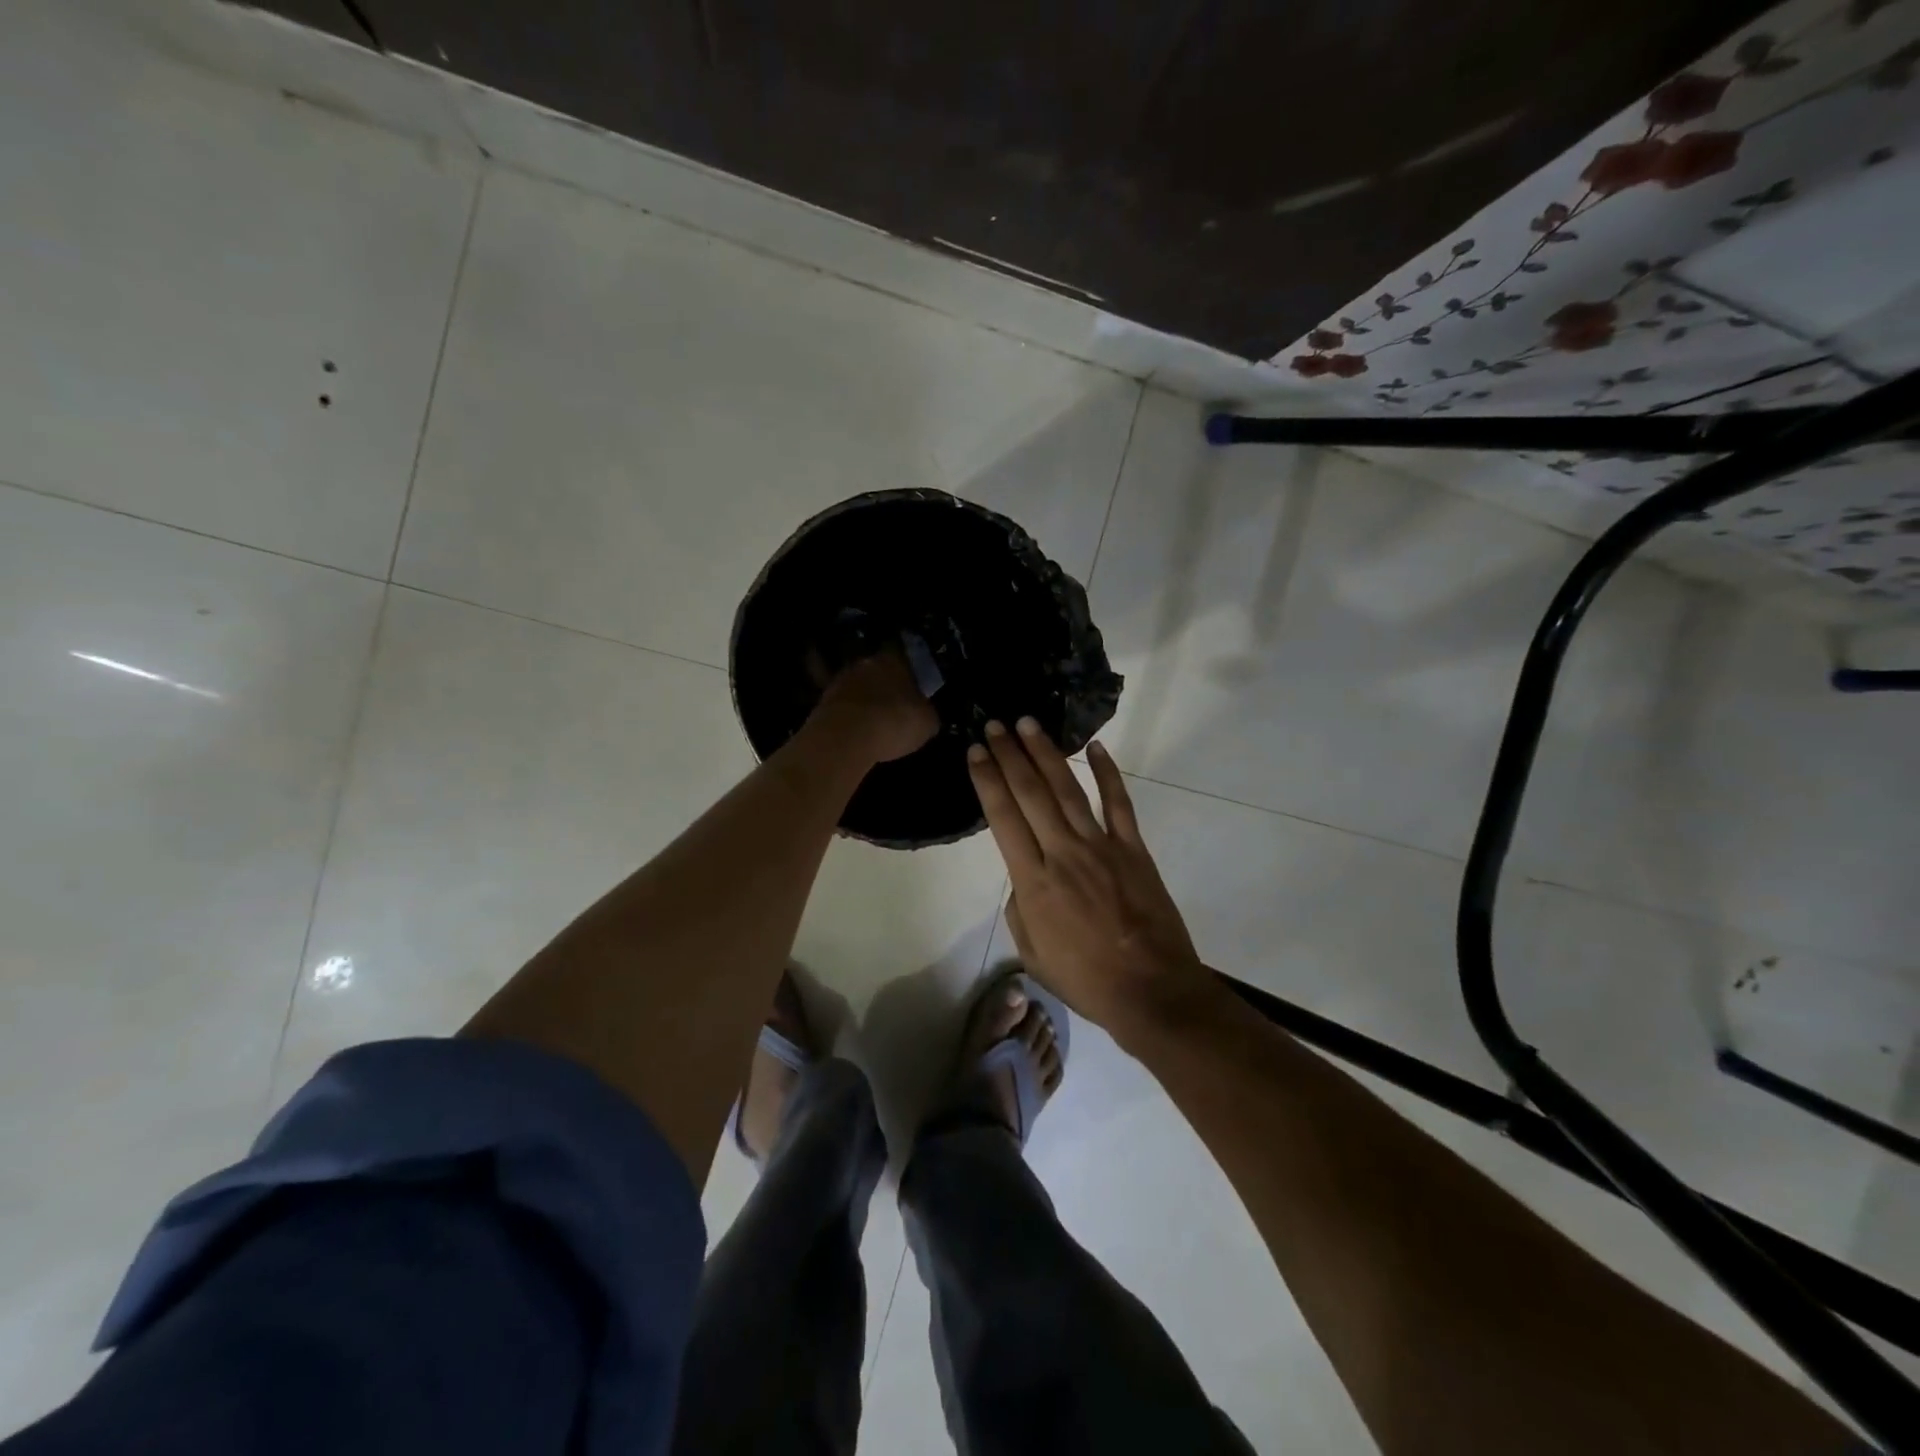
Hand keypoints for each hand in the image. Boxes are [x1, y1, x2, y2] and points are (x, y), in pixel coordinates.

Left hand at [812, 649, 939, 763]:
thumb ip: (927, 713)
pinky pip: (843, 709)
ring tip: (874, 725)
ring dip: (865, 703)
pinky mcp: (821, 703)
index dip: (910, 677)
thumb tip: (925, 714)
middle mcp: (864, 663)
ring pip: (858, 689)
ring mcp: (839, 681)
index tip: (914, 693)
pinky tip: (857, 735)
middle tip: (894, 709)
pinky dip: (850, 719)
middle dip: (885, 688)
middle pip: (877, 673)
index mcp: (893, 659)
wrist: (845, 738)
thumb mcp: (928, 723)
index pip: (904, 659)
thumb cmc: (894, 722)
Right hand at [968, 718, 1216, 1041]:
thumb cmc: (1087, 980)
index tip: (976, 751)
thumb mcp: (1033, 954)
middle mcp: (1063, 854)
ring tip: (1029, 724)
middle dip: (1010, 755)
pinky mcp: (1134, 849)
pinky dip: (1108, 773)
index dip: (987, 780)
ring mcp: (1102, 847)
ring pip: (1068, 790)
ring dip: (1046, 754)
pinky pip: (1119, 803)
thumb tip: (1022, 881)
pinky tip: (1095, 747)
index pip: (1003, 818)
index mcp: (1034, 882)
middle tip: (996, 724)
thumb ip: (1020, 911)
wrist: (1152, 991)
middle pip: (1031, 794)